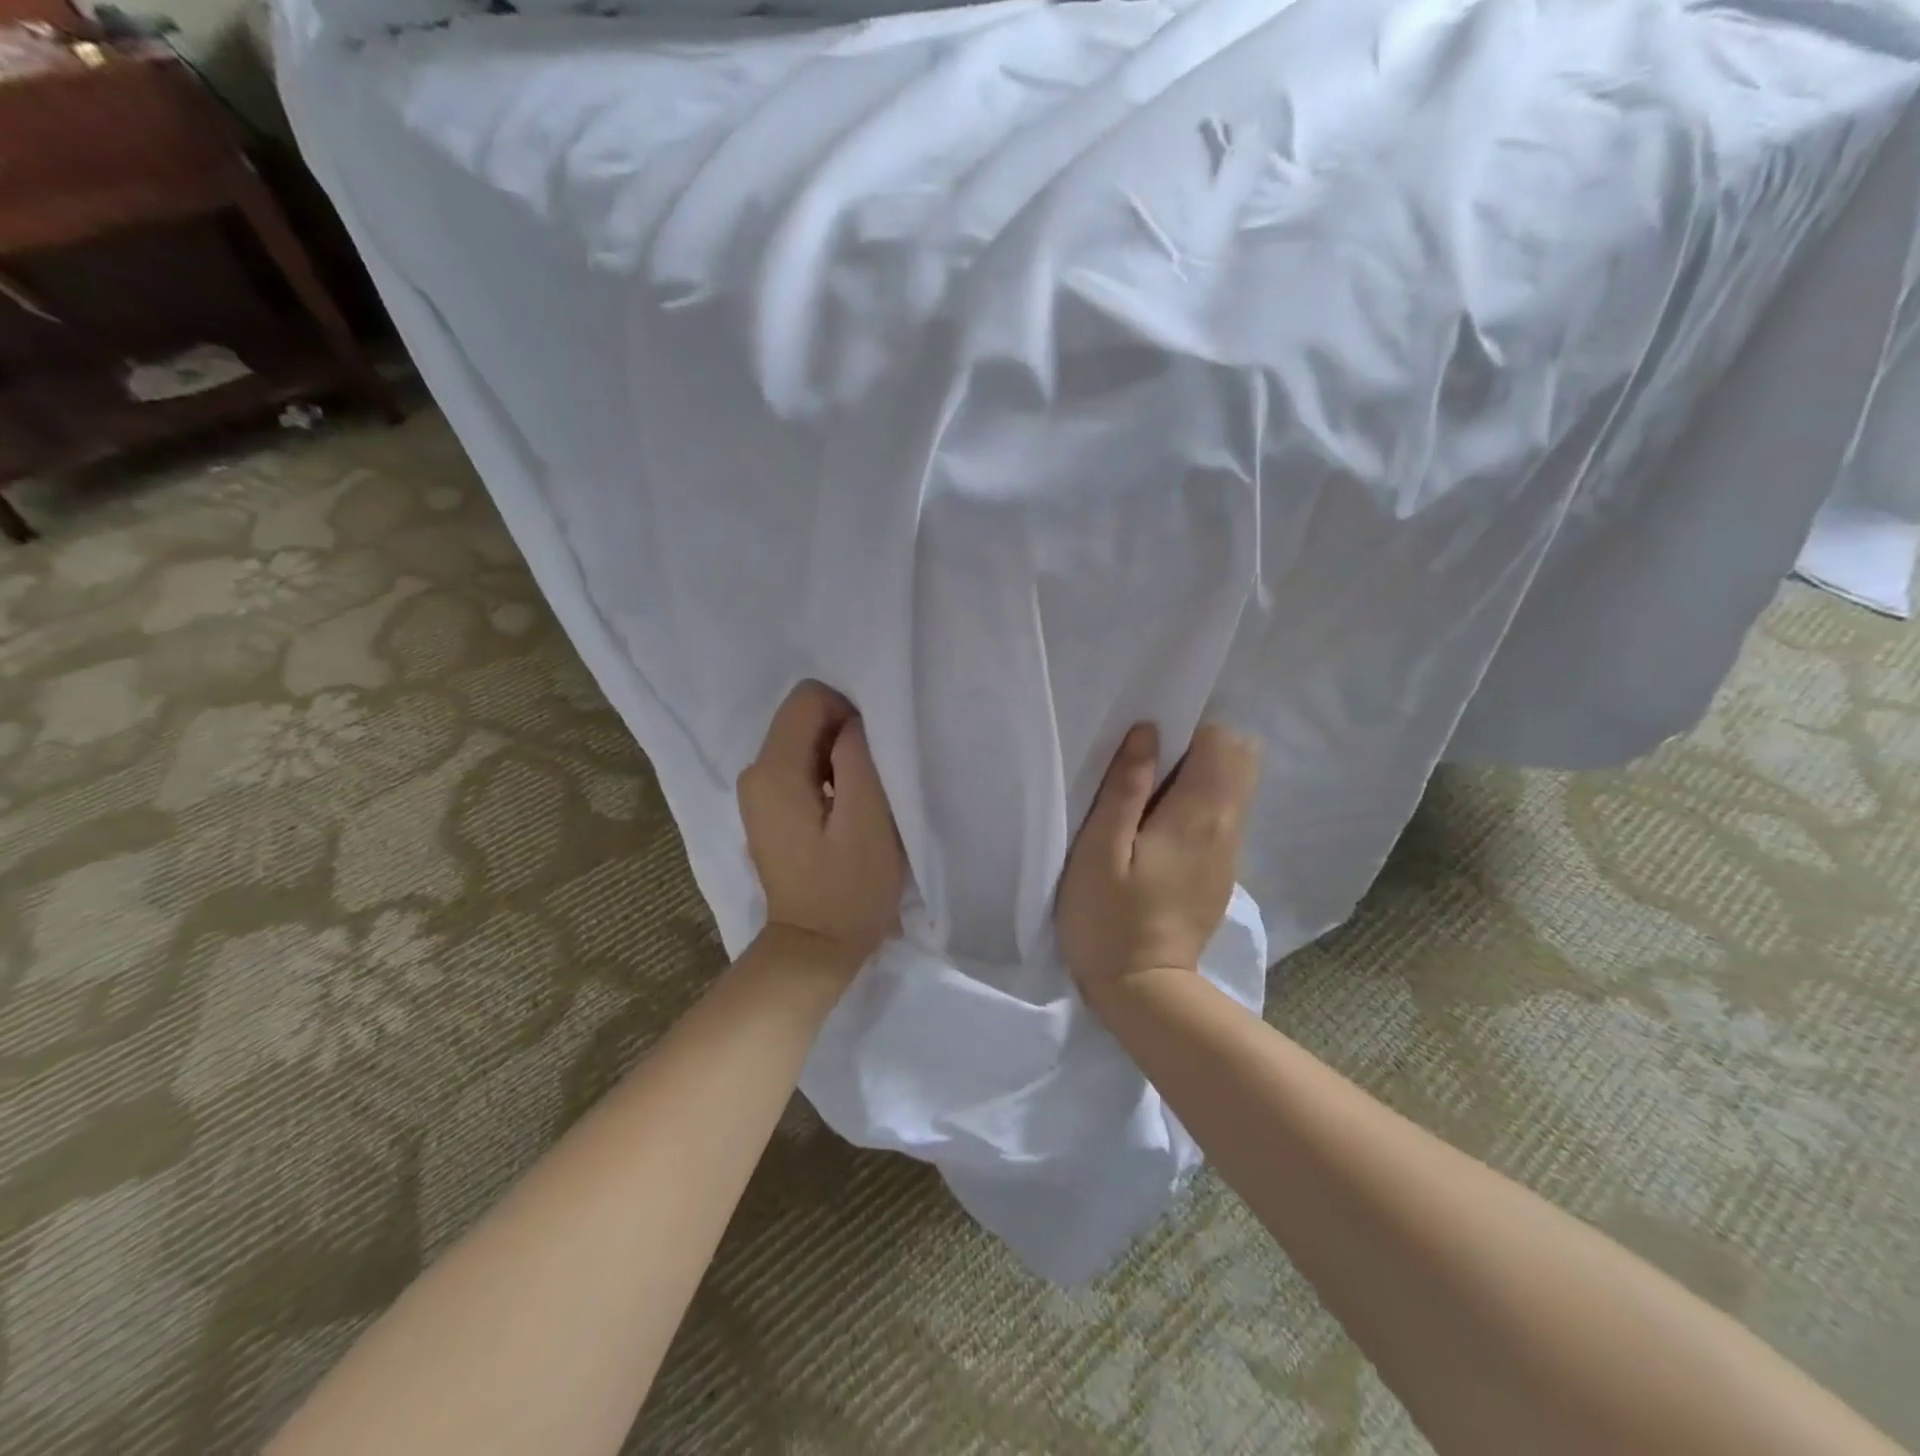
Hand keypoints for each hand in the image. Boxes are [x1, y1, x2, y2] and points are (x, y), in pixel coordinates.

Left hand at [738, 681, 905, 975]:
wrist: (815, 948)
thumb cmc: (849, 887)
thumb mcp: (868, 817)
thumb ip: (858, 756)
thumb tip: (852, 721)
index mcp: (774, 770)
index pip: (808, 698)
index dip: (848, 713)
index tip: (871, 757)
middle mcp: (754, 772)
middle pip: (803, 719)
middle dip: (843, 737)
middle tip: (870, 783)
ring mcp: (757, 794)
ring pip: (803, 743)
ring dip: (837, 760)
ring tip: (860, 802)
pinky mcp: (767, 811)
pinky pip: (799, 769)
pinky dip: (826, 777)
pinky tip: (844, 813)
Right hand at [1056, 722, 1262, 1003]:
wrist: (1145, 991)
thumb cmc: (1108, 918)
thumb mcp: (1100, 850)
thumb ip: (1125, 788)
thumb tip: (1147, 732)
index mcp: (1198, 814)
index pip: (1222, 742)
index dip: (1188, 730)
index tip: (1149, 743)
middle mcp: (1227, 826)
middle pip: (1240, 758)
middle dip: (1200, 745)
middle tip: (1148, 765)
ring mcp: (1229, 852)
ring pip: (1234, 787)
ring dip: (1199, 774)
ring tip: (1148, 794)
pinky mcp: (1222, 871)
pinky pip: (1223, 816)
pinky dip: (1200, 803)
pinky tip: (1159, 827)